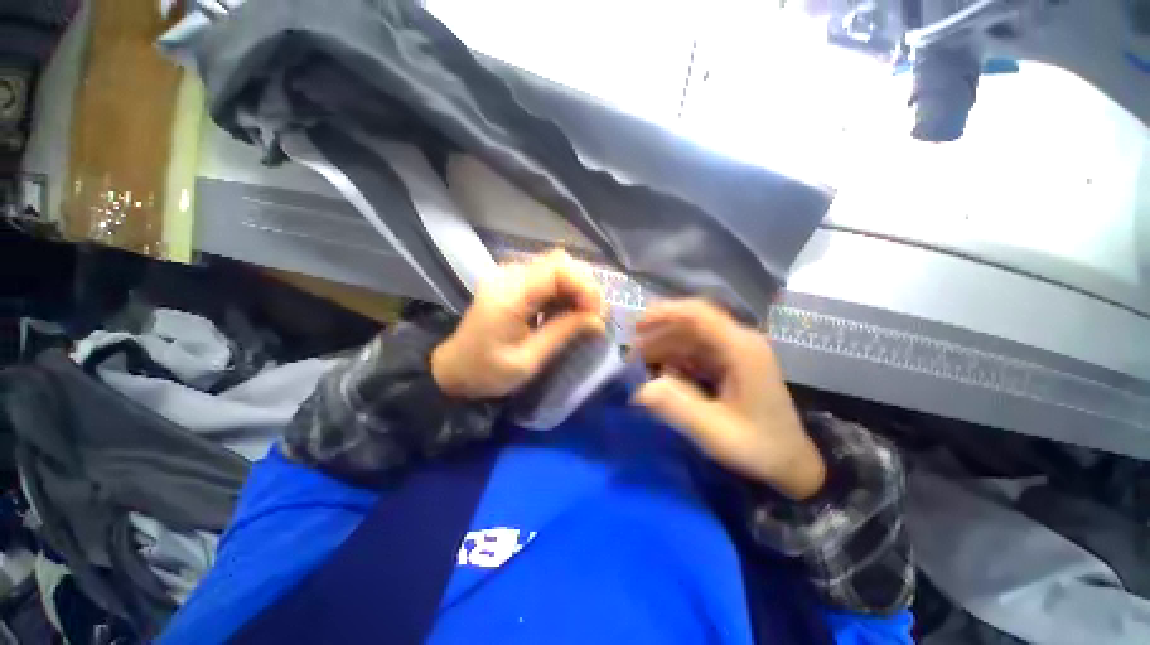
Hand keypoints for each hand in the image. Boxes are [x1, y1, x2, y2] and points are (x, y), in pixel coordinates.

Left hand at [431, 250, 605, 398]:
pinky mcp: (513, 281)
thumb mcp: (528, 360)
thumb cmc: (487, 371)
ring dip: (576, 289)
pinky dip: (564, 292)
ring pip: (556, 266)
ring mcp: (510, 275)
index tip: (597, 314)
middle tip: (593, 316)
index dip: (585, 286)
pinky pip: (547, 277)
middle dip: (584, 287)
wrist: (454, 369)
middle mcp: (509, 275)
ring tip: (583, 316)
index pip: (557, 268)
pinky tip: (566, 312)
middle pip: (559, 262)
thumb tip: (598, 321)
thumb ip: (563, 334)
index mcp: (509, 295)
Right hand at [632, 299, 825, 499]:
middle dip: (657, 334)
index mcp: (741, 349)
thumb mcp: (715, 433)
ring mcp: (734, 351)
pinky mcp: (728, 362)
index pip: (697, 314)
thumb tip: (639, 388)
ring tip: (637, 364)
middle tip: (629, 354)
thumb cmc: (759, 448)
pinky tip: (659, 373)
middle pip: (689, 324)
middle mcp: (738, 341)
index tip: (635, 327)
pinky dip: (673, 358)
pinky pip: (694, 351)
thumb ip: (676, 408)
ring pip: (689, 337)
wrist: (791, 462)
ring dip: (662, 346)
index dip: (663, 313)